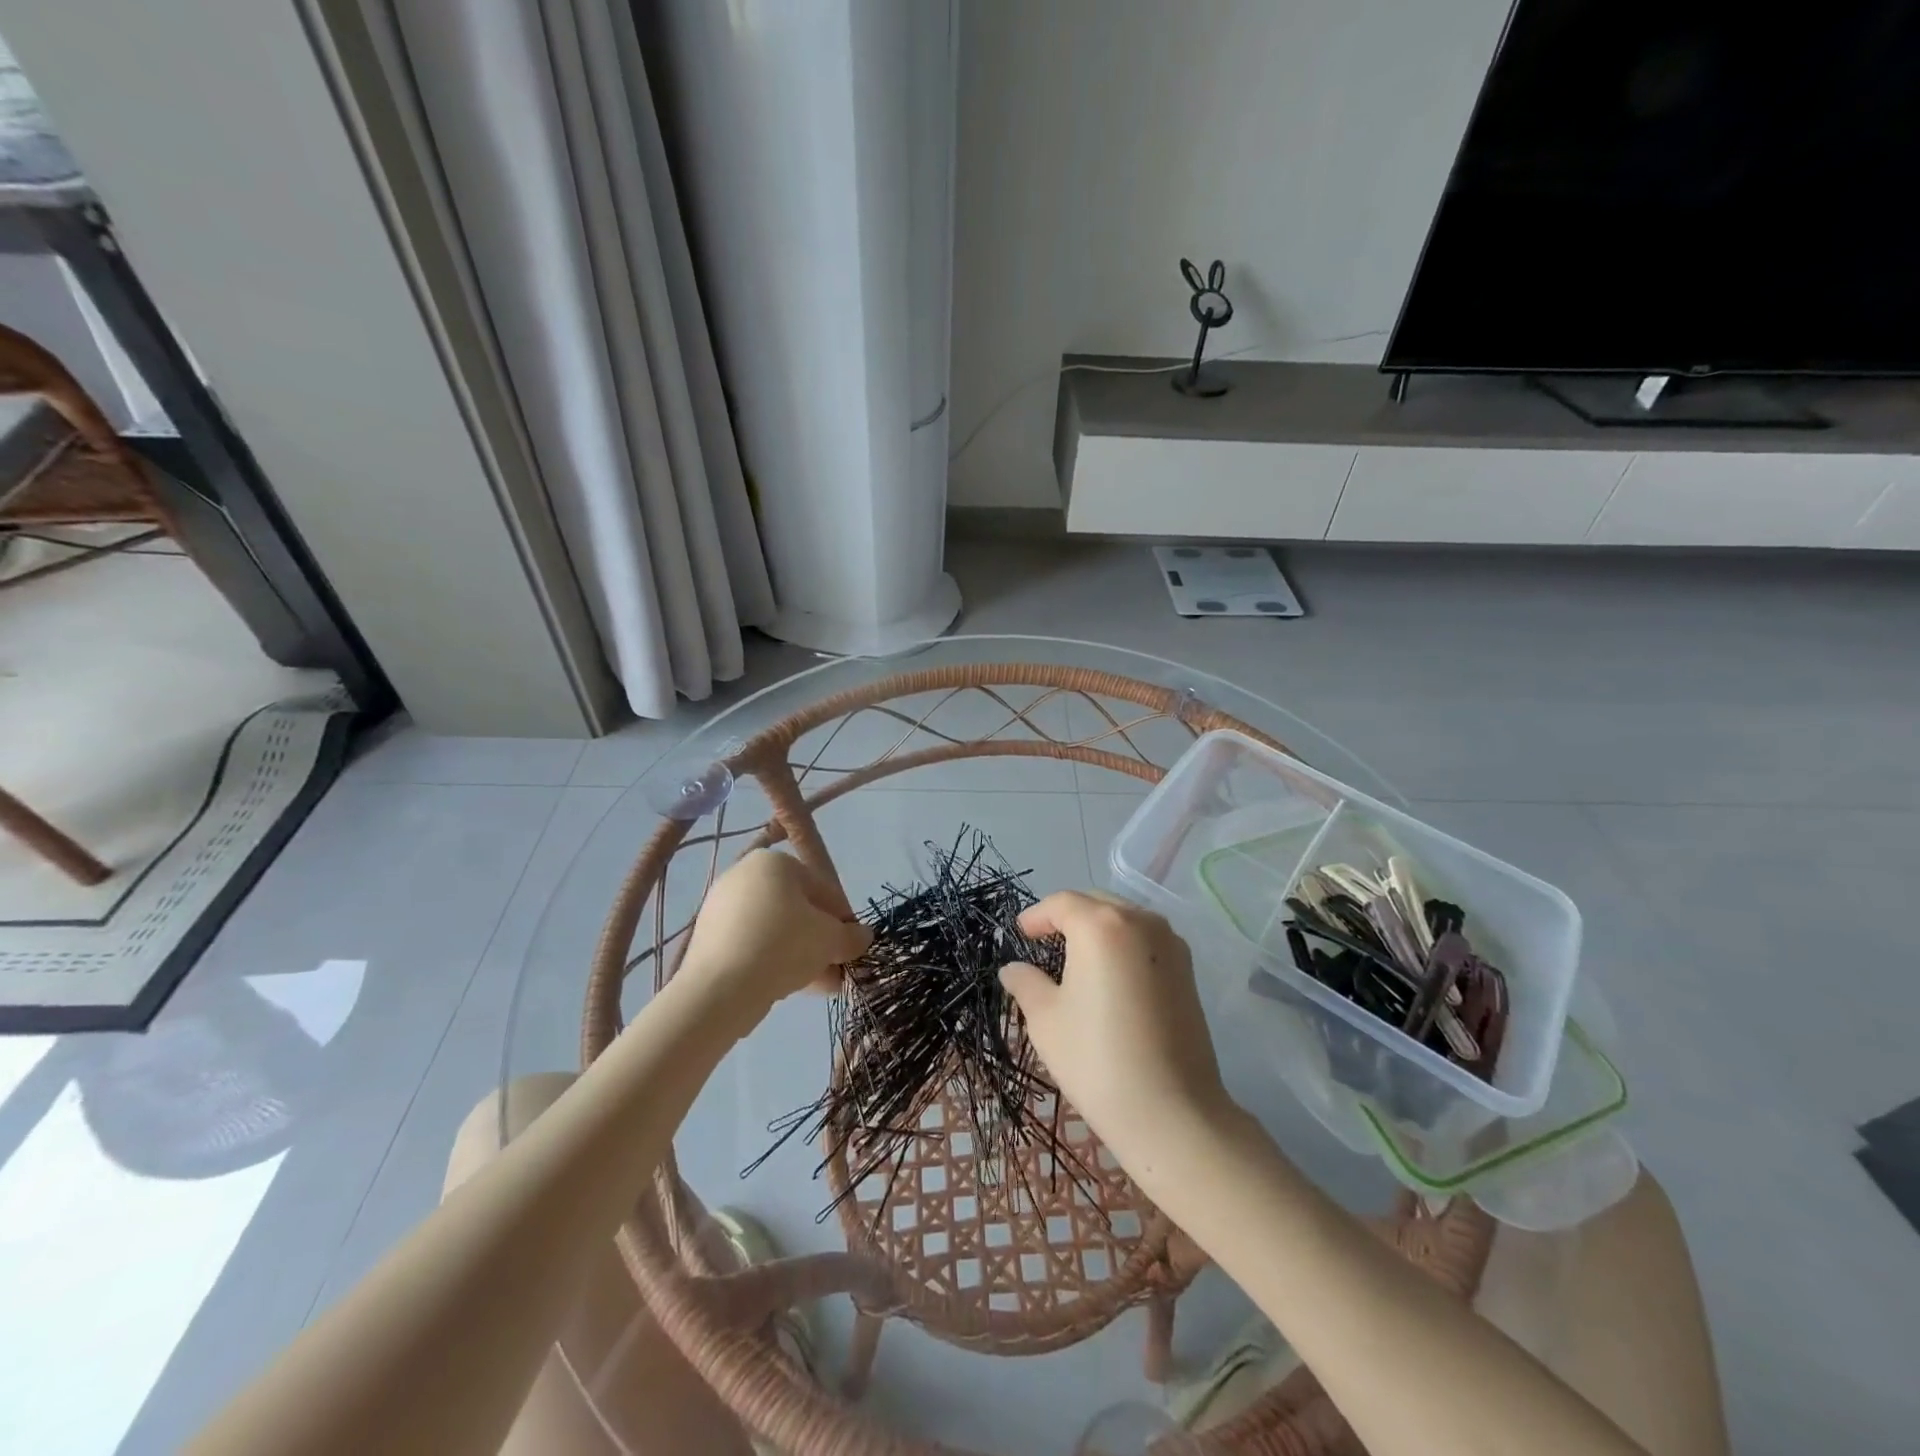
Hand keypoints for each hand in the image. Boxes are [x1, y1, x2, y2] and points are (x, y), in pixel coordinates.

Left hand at [679, 851, 870, 1034]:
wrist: (719, 988)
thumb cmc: (783, 945)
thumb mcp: (830, 939)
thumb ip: (851, 936)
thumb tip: (863, 936)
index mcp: (774, 862)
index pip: (822, 889)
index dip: (843, 919)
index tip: (853, 946)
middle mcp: (745, 876)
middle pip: (797, 910)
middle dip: (821, 941)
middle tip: (838, 969)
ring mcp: (722, 907)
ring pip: (775, 931)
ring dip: (802, 955)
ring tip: (822, 986)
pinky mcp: (708, 938)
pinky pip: (752, 946)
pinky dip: (773, 961)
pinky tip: (792, 988)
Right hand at [1000, 892, 1235, 1175]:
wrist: (1172, 1112)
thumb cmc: (1097, 1059)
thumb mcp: (1046, 1019)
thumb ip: (1026, 983)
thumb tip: (1013, 969)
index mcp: (1101, 925)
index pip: (1061, 904)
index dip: (1036, 916)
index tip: (1020, 933)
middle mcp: (1140, 921)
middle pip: (1096, 903)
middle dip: (1068, 916)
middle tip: (1044, 940)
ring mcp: (1170, 943)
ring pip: (1125, 918)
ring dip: (1098, 928)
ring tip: (1076, 957)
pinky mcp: (1188, 969)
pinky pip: (1146, 940)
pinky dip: (1123, 944)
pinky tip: (1110, 975)